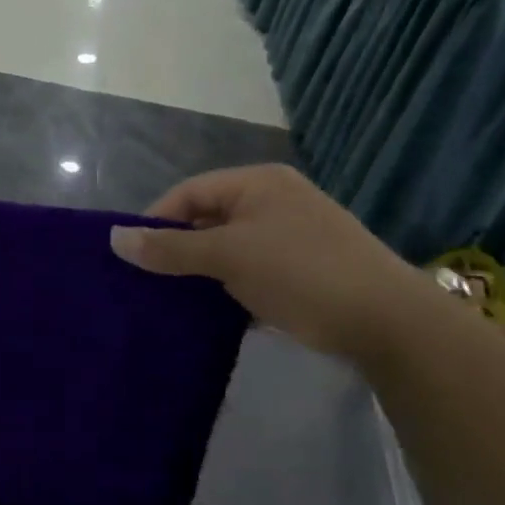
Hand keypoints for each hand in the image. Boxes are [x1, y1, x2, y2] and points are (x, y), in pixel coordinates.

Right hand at [110, 164, 441, 360]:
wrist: (390, 322)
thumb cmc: (300, 272)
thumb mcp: (228, 257)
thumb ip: (170, 249)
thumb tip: (114, 238)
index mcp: (257, 182)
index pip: (189, 192)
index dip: (156, 221)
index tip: (131, 256)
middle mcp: (275, 199)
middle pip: (209, 218)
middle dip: (178, 249)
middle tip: (149, 281)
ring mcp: (295, 234)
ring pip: (231, 248)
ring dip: (204, 272)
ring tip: (175, 300)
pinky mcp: (307, 268)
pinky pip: (254, 269)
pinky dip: (232, 287)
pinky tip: (215, 314)